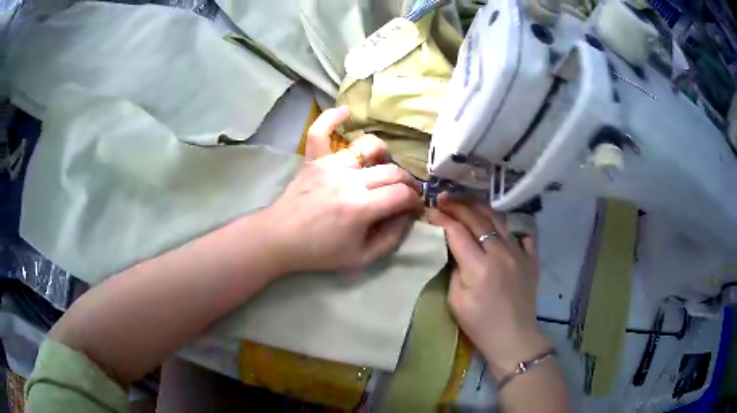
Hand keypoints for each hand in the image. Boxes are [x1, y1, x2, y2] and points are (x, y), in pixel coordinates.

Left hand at [261, 107, 422, 272]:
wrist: (279, 239)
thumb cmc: (320, 252)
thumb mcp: (362, 258)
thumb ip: (391, 239)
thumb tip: (407, 216)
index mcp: (360, 207)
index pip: (402, 194)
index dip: (415, 200)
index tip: (414, 207)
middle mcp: (348, 180)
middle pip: (392, 171)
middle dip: (407, 182)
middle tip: (405, 193)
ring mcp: (330, 165)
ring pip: (369, 147)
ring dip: (384, 157)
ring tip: (381, 168)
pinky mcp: (314, 159)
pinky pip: (320, 131)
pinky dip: (333, 119)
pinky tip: (346, 112)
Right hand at [427, 196, 549, 378]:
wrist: (514, 337)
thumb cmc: (480, 325)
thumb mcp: (456, 301)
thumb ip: (455, 270)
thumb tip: (454, 250)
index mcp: (479, 267)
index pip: (457, 232)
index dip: (442, 219)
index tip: (430, 210)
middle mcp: (501, 253)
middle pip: (478, 220)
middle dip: (459, 206)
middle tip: (444, 198)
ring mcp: (520, 254)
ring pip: (500, 221)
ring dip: (481, 209)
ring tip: (468, 202)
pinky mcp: (532, 260)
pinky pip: (523, 236)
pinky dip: (511, 229)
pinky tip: (503, 229)